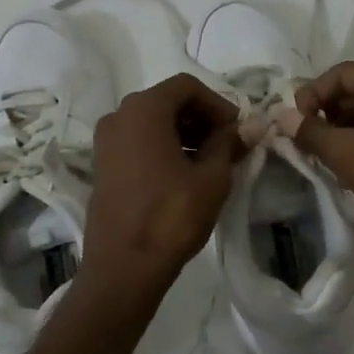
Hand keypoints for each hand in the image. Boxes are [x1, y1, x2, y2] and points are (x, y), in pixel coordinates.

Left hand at [82, 74, 243, 294]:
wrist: (124, 266)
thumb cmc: (171, 216)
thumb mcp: (212, 177)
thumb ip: (230, 143)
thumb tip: (251, 126)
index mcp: (143, 110)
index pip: (187, 87)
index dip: (218, 103)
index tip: (237, 130)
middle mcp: (119, 116)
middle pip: (167, 101)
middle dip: (201, 118)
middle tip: (228, 145)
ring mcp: (105, 142)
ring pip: (151, 122)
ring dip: (183, 133)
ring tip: (210, 162)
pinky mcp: (102, 166)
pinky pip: (137, 142)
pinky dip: (163, 147)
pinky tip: (184, 174)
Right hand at [284, 61, 353, 271]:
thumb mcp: (345, 151)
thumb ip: (310, 132)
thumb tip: (282, 117)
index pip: (340, 72)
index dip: (312, 93)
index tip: (297, 123)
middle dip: (327, 114)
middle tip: (308, 143)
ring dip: (344, 134)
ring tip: (327, 161)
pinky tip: (353, 174)